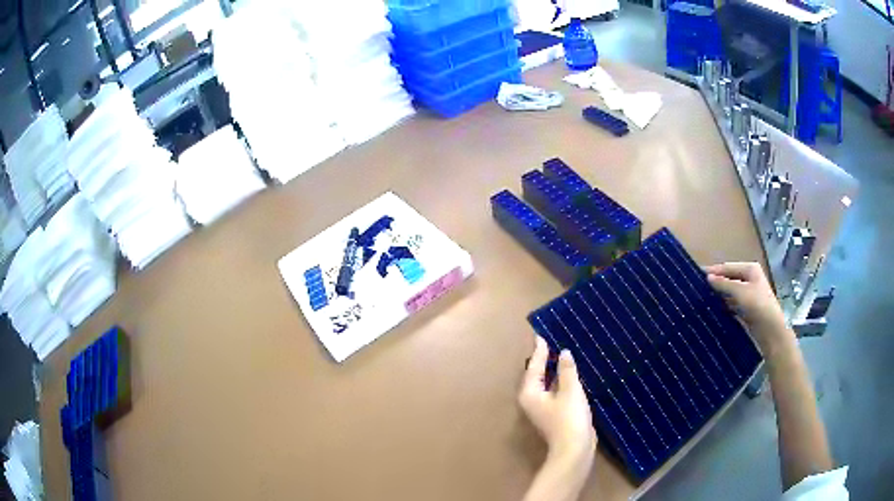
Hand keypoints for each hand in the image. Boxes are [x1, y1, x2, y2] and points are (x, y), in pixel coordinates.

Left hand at [518, 335, 595, 462]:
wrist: (574, 449)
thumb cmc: (569, 418)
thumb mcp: (570, 390)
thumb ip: (566, 370)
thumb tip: (563, 353)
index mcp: (530, 393)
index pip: (534, 366)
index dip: (540, 351)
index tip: (540, 335)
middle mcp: (532, 400)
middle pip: (537, 375)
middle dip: (544, 359)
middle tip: (550, 341)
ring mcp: (542, 408)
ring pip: (546, 383)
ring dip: (553, 370)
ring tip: (561, 353)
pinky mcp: (553, 413)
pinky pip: (555, 391)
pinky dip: (560, 381)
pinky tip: (570, 374)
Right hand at [705, 262, 791, 353]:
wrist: (770, 330)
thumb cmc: (758, 305)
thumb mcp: (740, 291)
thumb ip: (724, 283)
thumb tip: (708, 277)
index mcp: (750, 269)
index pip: (727, 267)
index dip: (713, 270)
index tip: (696, 274)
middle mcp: (749, 279)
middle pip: (729, 278)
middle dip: (716, 282)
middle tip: (697, 287)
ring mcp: (748, 294)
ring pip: (729, 292)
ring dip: (719, 294)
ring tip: (702, 298)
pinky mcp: (746, 308)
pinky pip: (731, 303)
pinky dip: (723, 305)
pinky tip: (713, 308)